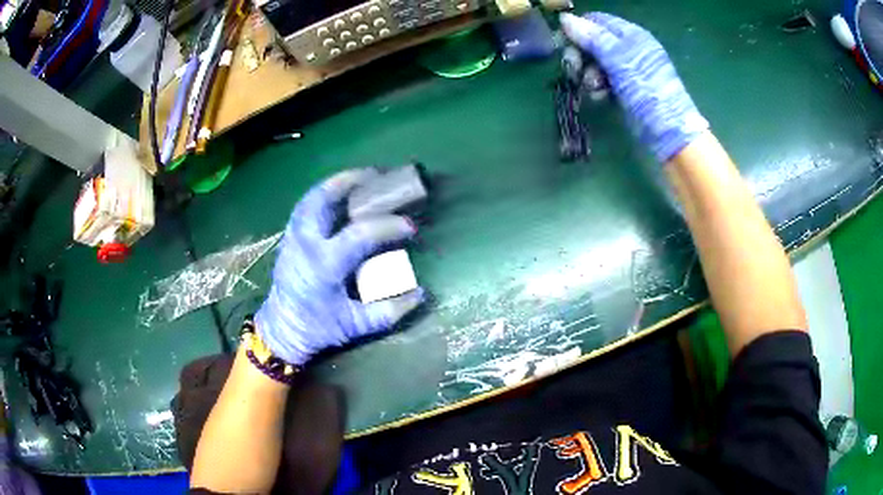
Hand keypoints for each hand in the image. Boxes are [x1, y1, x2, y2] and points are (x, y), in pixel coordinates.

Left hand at [255, 169, 424, 365]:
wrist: (281, 330)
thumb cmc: (318, 328)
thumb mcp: (355, 326)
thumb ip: (389, 312)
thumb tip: (421, 294)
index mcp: (323, 266)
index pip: (359, 235)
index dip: (388, 226)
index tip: (410, 226)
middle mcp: (306, 244)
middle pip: (323, 200)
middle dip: (350, 182)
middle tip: (377, 175)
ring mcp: (293, 238)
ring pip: (311, 198)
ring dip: (335, 184)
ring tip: (359, 178)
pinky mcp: (289, 238)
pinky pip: (305, 206)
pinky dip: (323, 195)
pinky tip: (338, 195)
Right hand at [560, 12, 708, 161]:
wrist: (668, 133)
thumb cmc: (647, 91)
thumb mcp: (619, 61)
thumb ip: (592, 38)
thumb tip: (565, 18)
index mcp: (631, 34)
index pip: (596, 21)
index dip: (578, 30)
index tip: (564, 46)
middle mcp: (629, 48)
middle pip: (593, 41)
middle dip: (582, 55)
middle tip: (575, 70)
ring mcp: (628, 69)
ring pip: (596, 62)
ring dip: (588, 74)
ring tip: (593, 88)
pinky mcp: (626, 88)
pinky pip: (604, 80)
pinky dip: (598, 87)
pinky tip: (599, 97)